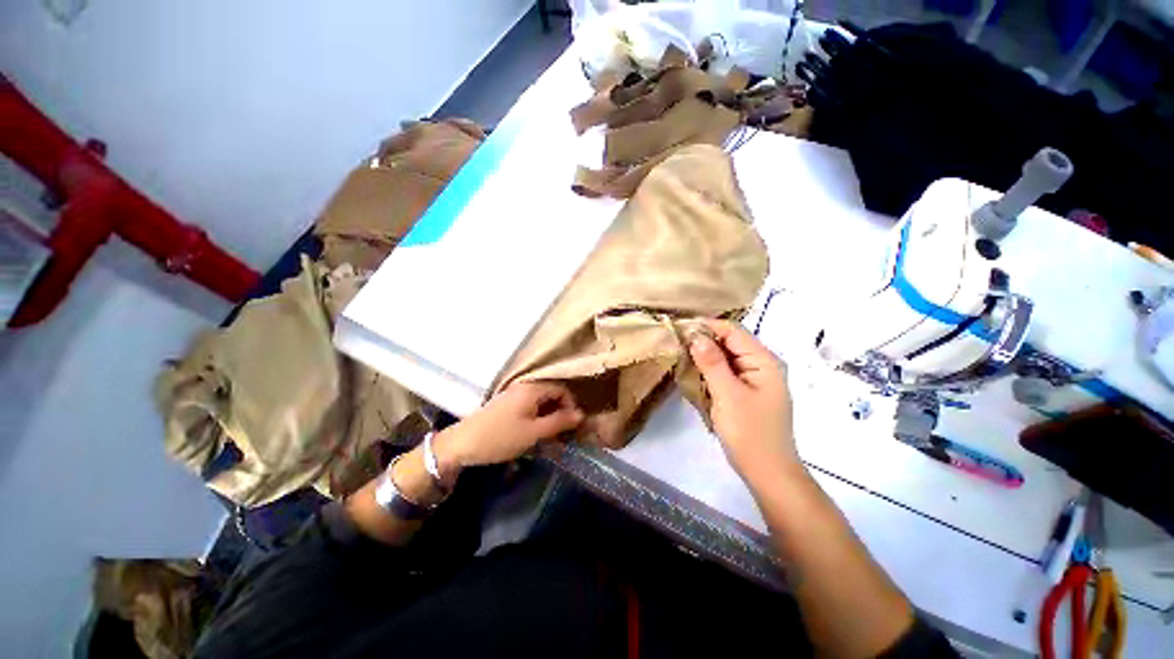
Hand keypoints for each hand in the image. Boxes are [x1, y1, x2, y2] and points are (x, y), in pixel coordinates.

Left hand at [432, 382, 584, 480]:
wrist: (461, 444)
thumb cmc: (500, 438)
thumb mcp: (534, 432)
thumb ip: (559, 422)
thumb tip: (581, 414)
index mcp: (533, 389)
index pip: (562, 389)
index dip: (571, 406)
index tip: (572, 426)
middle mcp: (524, 387)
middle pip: (551, 394)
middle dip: (560, 413)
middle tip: (562, 435)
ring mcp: (513, 395)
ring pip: (541, 402)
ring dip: (549, 417)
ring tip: (550, 438)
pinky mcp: (506, 405)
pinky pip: (529, 407)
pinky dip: (537, 418)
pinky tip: (534, 434)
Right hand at [689, 319, 800, 483]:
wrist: (767, 473)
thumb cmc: (749, 433)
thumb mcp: (727, 394)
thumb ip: (712, 362)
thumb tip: (695, 335)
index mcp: (764, 361)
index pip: (733, 331)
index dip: (706, 326)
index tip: (679, 328)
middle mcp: (761, 365)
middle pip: (729, 343)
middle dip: (703, 342)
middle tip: (675, 344)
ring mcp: (754, 379)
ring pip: (724, 358)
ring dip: (703, 358)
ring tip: (680, 358)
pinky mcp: (745, 392)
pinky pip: (724, 374)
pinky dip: (708, 372)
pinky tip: (693, 376)